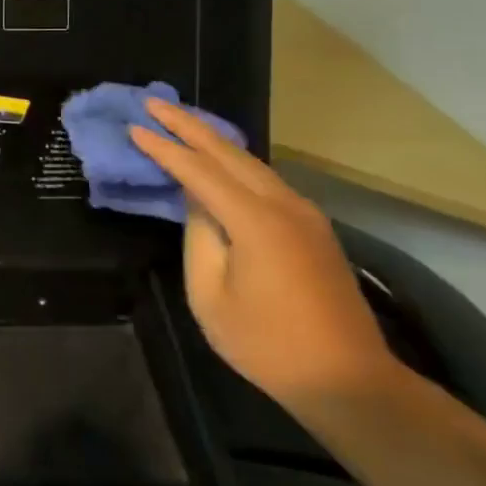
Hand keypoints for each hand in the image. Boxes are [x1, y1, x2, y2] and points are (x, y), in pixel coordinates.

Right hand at [130, 99, 399, 417]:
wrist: (350, 381)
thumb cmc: (269, 344)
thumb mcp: (211, 296)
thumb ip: (199, 238)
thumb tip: (197, 203)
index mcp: (256, 221)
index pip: (198, 171)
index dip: (164, 148)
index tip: (134, 127)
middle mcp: (284, 205)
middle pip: (229, 153)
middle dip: (189, 125)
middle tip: (154, 103)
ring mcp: (305, 215)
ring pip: (251, 162)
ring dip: (213, 140)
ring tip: (181, 122)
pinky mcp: (313, 229)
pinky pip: (265, 179)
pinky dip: (235, 162)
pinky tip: (220, 159)